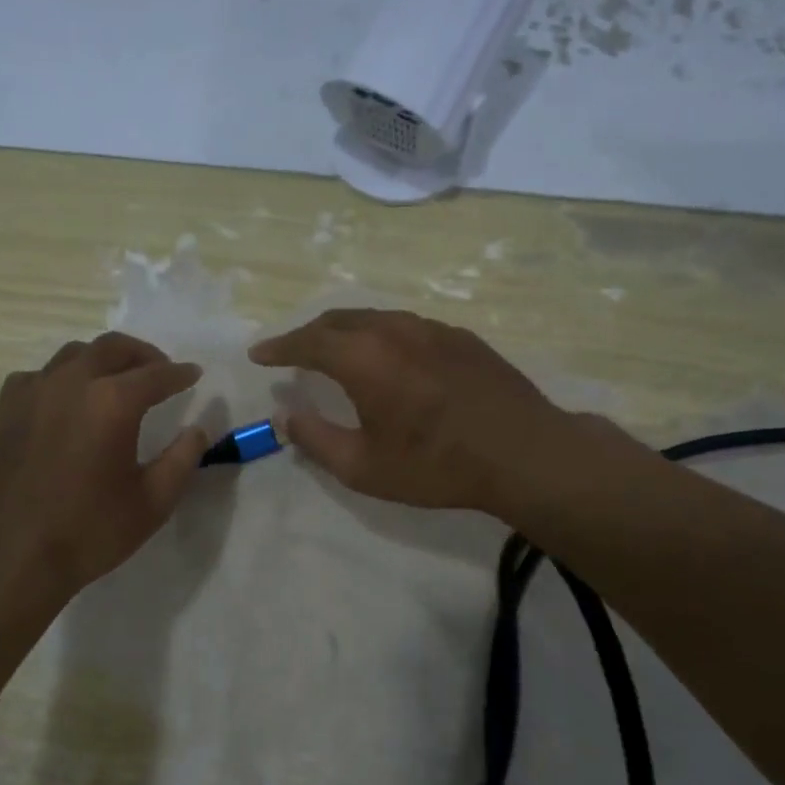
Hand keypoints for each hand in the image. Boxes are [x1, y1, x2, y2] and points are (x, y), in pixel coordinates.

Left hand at [0, 332, 208, 608]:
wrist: (10, 558)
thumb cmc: (89, 532)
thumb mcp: (152, 503)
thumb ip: (182, 460)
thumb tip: (197, 430)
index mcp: (112, 403)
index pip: (156, 374)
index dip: (180, 374)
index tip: (194, 374)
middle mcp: (72, 383)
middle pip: (113, 348)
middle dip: (143, 354)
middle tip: (160, 370)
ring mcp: (33, 392)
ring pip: (75, 354)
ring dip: (103, 359)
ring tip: (117, 380)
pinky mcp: (6, 409)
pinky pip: (41, 375)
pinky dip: (64, 377)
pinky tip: (68, 400)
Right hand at [250, 309, 571, 516]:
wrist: (525, 453)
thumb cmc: (436, 465)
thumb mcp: (364, 467)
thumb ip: (316, 440)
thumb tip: (287, 417)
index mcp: (364, 358)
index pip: (308, 342)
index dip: (279, 347)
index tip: (259, 354)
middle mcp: (394, 330)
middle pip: (339, 320)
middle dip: (308, 334)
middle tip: (291, 352)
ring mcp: (432, 328)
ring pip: (375, 317)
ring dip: (345, 331)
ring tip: (334, 351)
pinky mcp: (461, 337)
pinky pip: (406, 325)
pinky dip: (380, 335)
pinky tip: (388, 356)